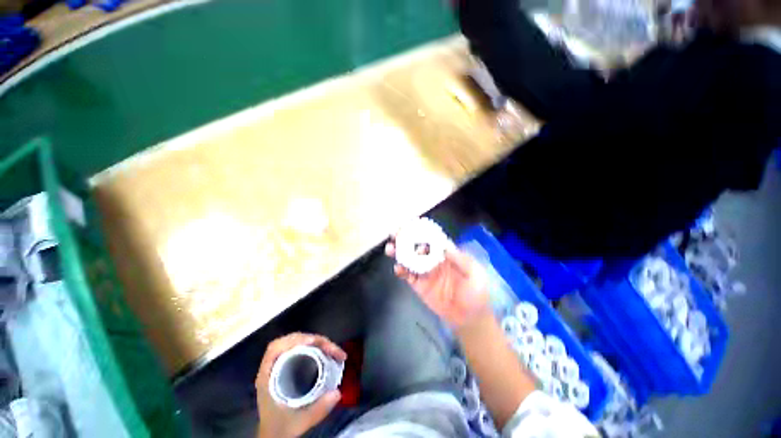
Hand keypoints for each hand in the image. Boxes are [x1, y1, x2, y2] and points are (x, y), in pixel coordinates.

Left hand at [255, 333, 346, 437]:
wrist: (274, 435)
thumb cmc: (281, 427)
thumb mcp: (299, 422)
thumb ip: (317, 409)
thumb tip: (338, 392)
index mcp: (268, 376)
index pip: (276, 348)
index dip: (294, 341)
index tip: (313, 342)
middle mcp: (273, 366)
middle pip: (290, 341)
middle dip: (313, 339)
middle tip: (330, 348)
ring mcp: (280, 365)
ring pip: (297, 343)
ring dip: (315, 342)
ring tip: (331, 349)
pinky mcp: (288, 366)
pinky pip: (300, 349)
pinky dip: (313, 346)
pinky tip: (324, 352)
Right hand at [386, 238, 489, 326]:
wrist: (469, 319)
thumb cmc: (476, 294)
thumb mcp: (475, 274)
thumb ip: (460, 260)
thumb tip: (444, 245)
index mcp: (447, 255)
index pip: (432, 239)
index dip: (422, 231)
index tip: (411, 225)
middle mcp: (434, 261)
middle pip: (417, 247)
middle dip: (406, 239)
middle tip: (395, 234)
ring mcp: (425, 273)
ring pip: (409, 259)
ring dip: (399, 253)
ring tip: (390, 249)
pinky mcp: (419, 286)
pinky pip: (408, 276)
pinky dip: (401, 271)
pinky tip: (398, 268)